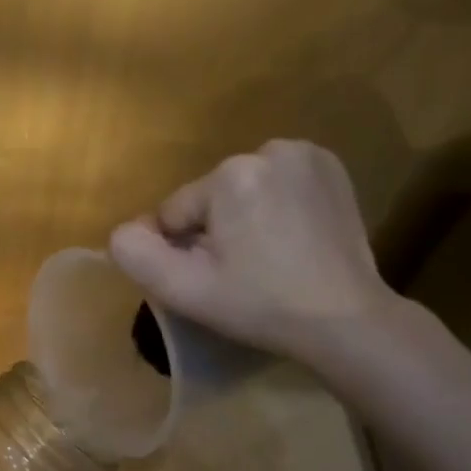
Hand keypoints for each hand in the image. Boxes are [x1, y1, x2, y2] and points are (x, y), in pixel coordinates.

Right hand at [109, 139, 398, 363]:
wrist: (346, 320)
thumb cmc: (261, 305)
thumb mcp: (185, 290)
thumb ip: (136, 254)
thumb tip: (124, 231)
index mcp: (230, 175)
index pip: (175, 212)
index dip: (185, 250)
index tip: (216, 279)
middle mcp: (268, 150)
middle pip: (210, 198)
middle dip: (215, 230)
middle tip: (242, 272)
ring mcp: (306, 155)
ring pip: (242, 190)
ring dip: (243, 217)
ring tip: (269, 257)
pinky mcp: (331, 167)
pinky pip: (276, 183)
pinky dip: (275, 205)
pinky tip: (292, 236)